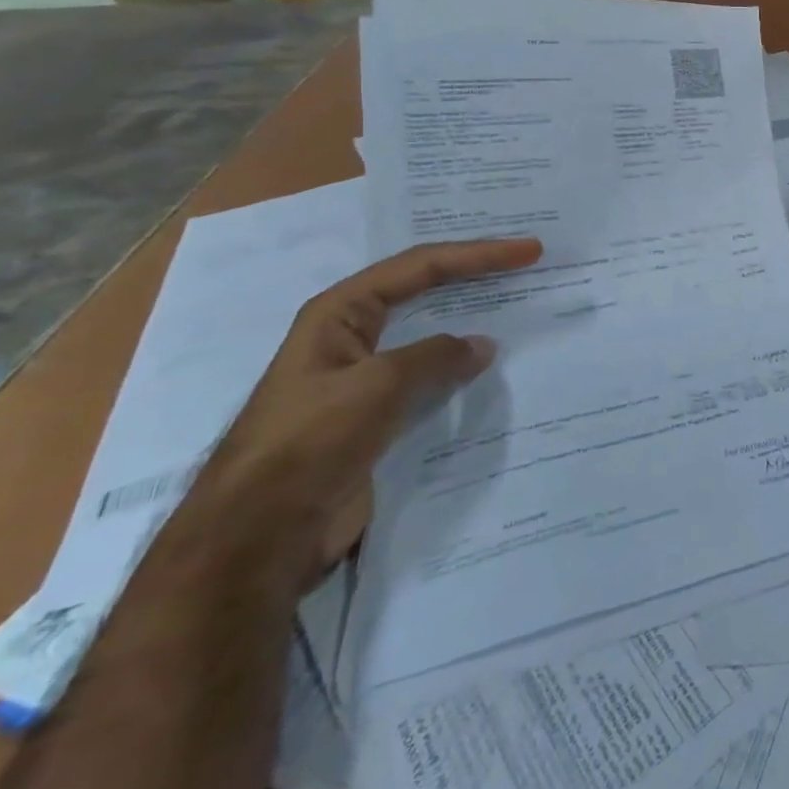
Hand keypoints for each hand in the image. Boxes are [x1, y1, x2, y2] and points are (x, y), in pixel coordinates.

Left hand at [181, 237, 541, 592]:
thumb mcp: (378, 385)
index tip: (529, 250)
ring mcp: (363, 377)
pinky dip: (460, 368)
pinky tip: (490, 370)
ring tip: (517, 309)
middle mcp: (351, 335)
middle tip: (526, 265)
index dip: (478, 254)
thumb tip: (482, 345)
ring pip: (429, 335)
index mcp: (340, 313)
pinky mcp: (375, 415)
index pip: (421, 266)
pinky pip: (429, 378)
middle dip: (474, 275)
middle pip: (424, 290)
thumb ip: (435, 356)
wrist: (259, 537)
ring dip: (470, 321)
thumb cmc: (310, 442)